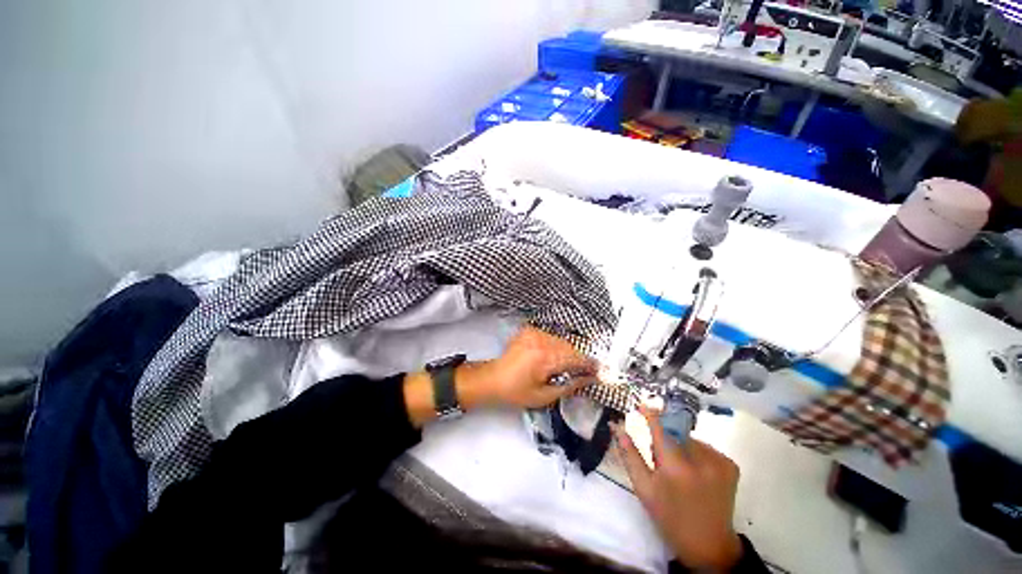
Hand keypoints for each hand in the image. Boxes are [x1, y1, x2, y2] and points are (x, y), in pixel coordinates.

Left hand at [460, 326, 598, 409]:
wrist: (493, 379)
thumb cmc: (517, 392)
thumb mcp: (544, 396)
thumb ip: (569, 386)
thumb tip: (589, 379)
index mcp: (545, 358)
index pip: (575, 358)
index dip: (589, 364)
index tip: (598, 371)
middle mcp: (541, 340)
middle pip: (569, 347)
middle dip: (576, 360)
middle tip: (580, 373)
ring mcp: (534, 333)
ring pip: (560, 341)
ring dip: (565, 353)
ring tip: (560, 367)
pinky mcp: (529, 330)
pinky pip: (549, 337)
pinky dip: (553, 346)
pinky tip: (547, 358)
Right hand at [615, 408, 742, 570]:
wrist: (709, 546)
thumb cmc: (670, 517)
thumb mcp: (644, 488)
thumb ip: (630, 455)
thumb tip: (617, 427)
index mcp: (675, 468)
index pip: (660, 429)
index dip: (651, 415)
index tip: (642, 405)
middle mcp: (700, 461)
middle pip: (675, 434)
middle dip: (666, 439)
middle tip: (663, 460)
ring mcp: (719, 463)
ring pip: (691, 440)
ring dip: (682, 446)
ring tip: (681, 470)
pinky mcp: (731, 466)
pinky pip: (706, 448)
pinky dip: (697, 454)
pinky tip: (696, 472)